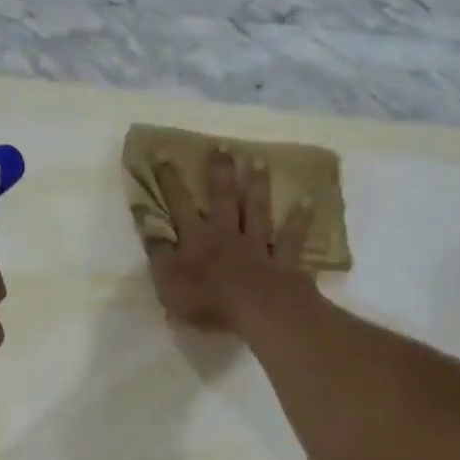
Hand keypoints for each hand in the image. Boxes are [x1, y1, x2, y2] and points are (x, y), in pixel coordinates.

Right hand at [147, 149, 315, 334]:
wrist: (259, 312)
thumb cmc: (209, 303)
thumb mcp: (169, 286)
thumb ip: (160, 259)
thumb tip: (152, 234)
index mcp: (197, 240)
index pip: (179, 205)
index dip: (169, 181)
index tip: (163, 155)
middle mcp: (227, 235)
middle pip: (224, 198)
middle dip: (221, 171)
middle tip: (223, 146)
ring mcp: (258, 246)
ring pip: (257, 210)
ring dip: (258, 186)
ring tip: (259, 161)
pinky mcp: (284, 262)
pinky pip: (292, 238)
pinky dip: (300, 220)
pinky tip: (308, 201)